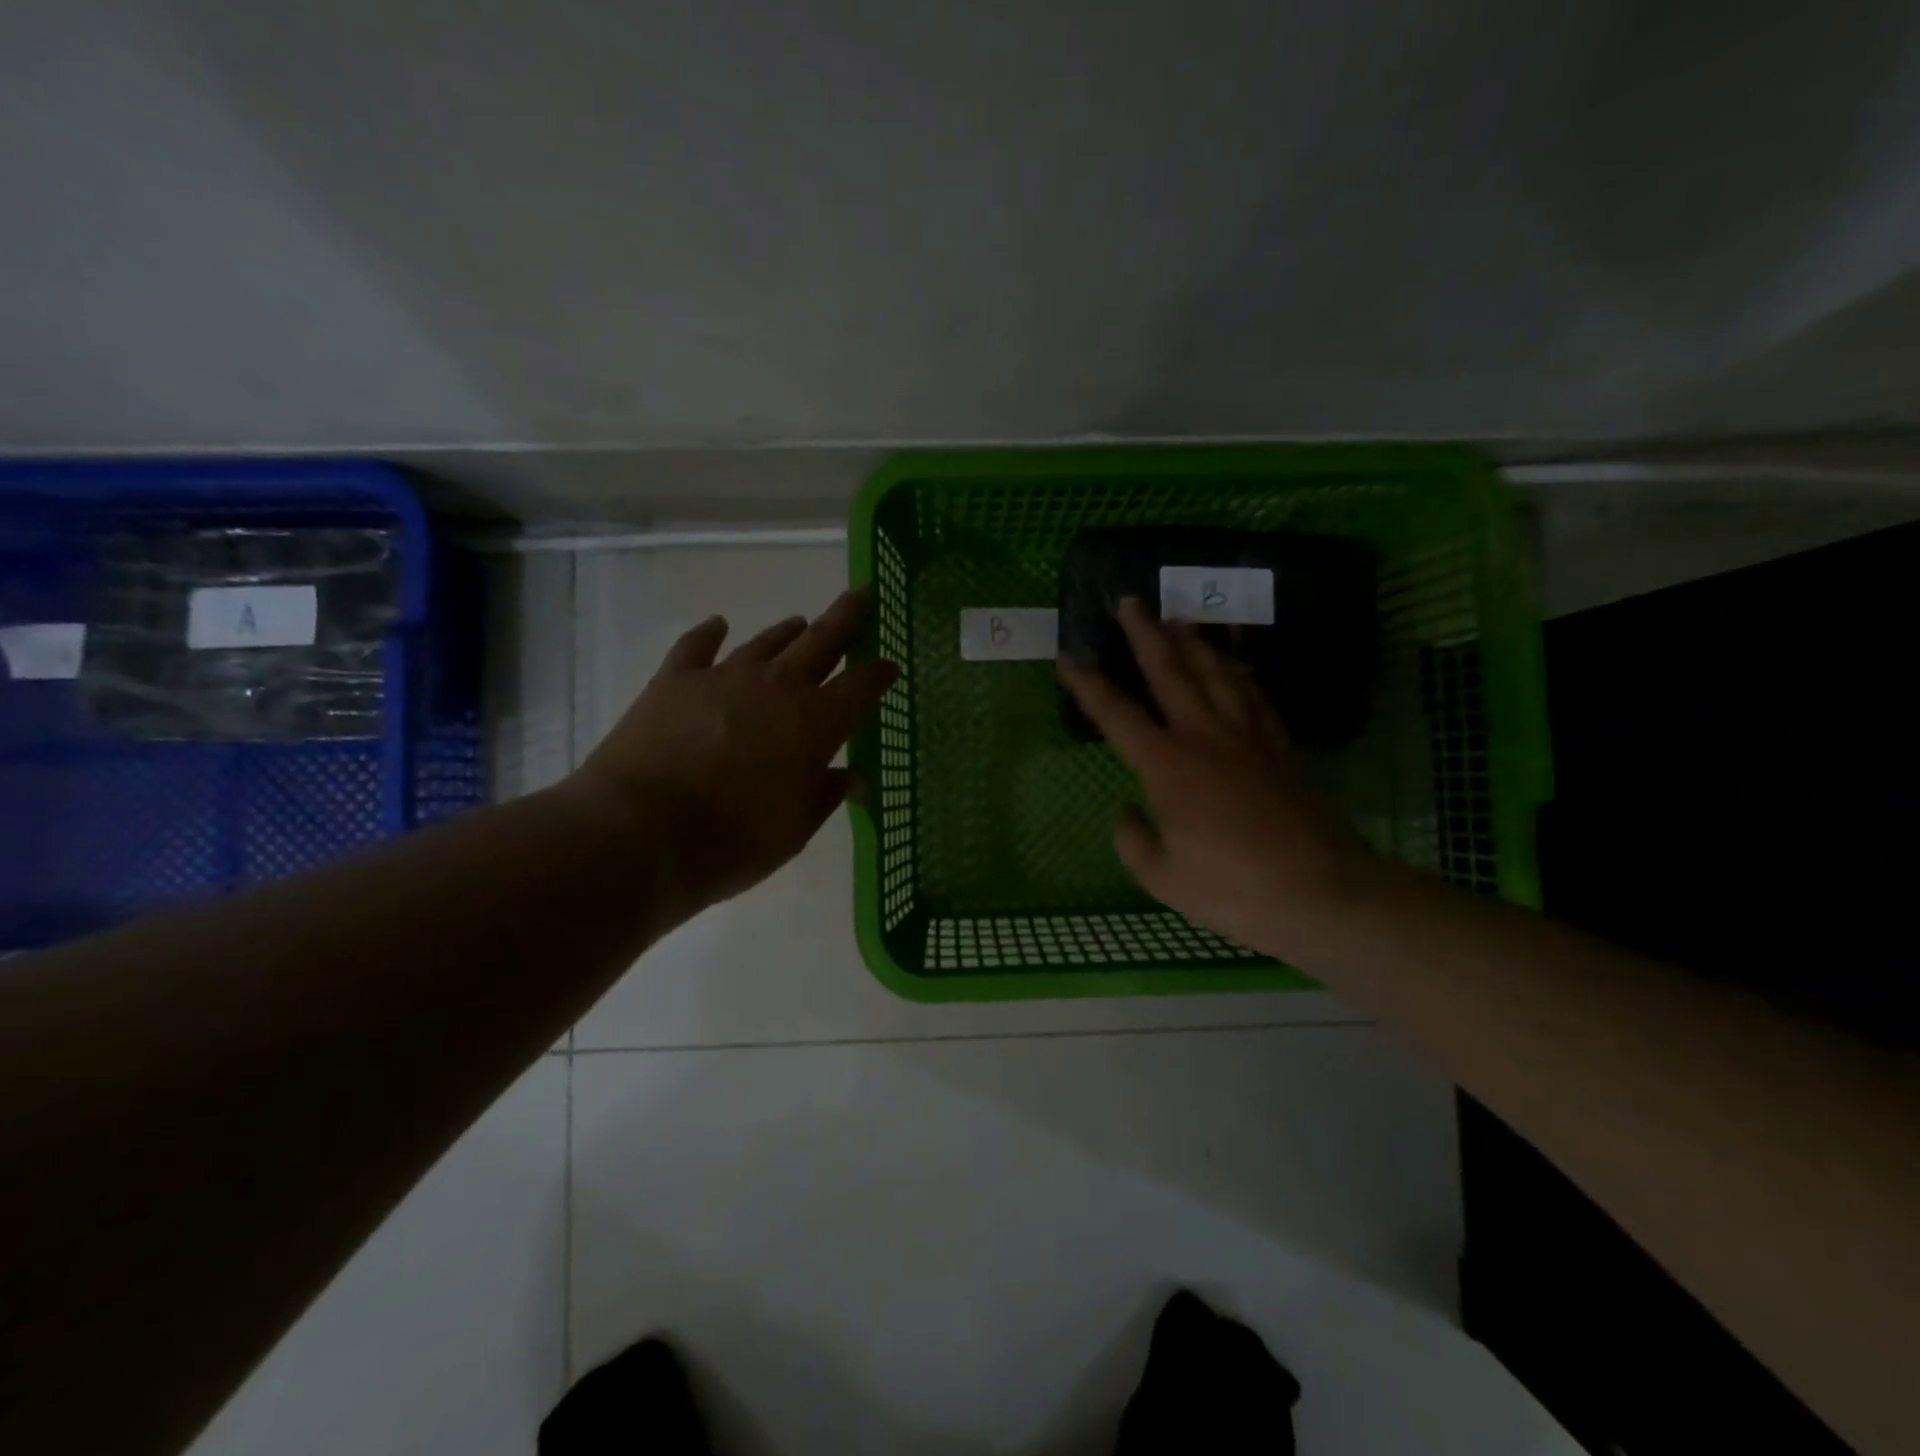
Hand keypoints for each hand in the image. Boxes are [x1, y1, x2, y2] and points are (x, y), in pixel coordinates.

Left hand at [564, 589, 895, 916]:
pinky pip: (697, 645)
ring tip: (800, 623)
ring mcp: (724, 677)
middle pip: (822, 640)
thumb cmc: (733, 841)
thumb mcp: (794, 829)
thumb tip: (855, 779)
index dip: (879, 674)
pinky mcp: (675, 680)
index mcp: (816, 722)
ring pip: (767, 641)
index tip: (890, 666)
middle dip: (847, 616)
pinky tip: (718, 625)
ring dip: (789, 632)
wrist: (641, 833)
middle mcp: (777, 687)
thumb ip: (826, 795)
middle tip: (863, 594)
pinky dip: (710, 633)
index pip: (861, 686)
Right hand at [1058, 598, 1382, 963]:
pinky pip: (1254, 695)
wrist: (1320, 891)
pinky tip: (1233, 662)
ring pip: (1216, 672)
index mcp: (1167, 766)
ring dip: (1193, 641)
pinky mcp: (1280, 746)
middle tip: (1130, 601)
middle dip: (1145, 634)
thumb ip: (1133, 841)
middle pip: (1170, 671)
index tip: (1069, 655)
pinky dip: (1239, 671)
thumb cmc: (1232, 888)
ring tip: (1178, 617)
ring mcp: (1248, 736)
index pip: (1117, 715)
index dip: (1089, 684)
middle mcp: (1205, 737)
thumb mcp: (1163, 878)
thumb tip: (1127, 811)